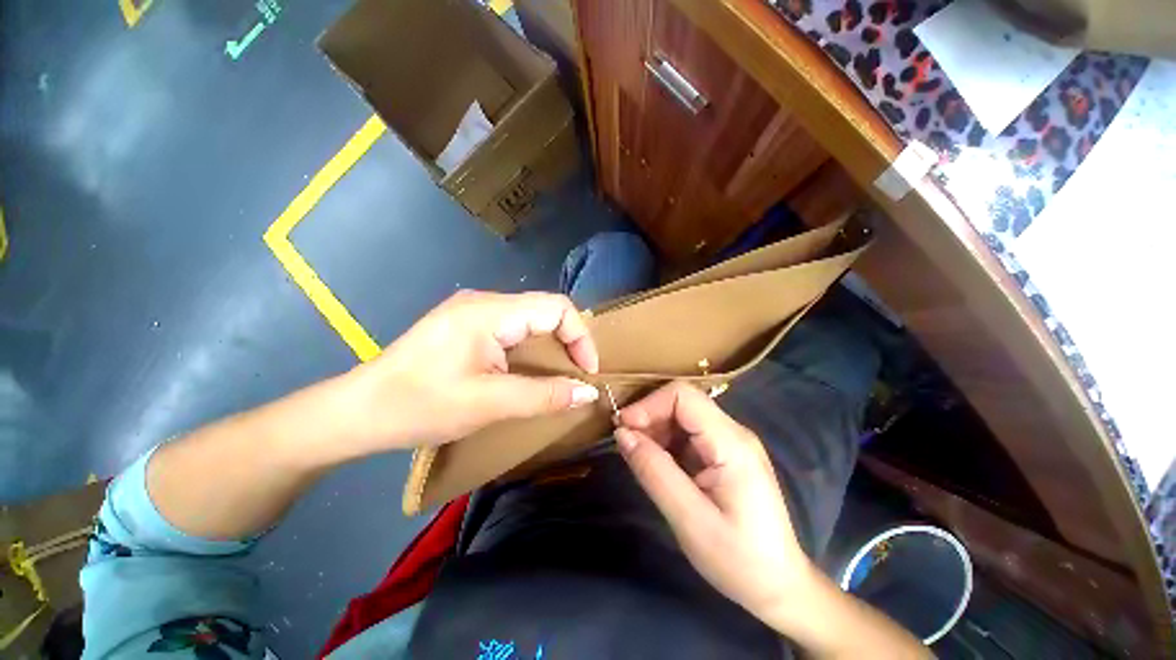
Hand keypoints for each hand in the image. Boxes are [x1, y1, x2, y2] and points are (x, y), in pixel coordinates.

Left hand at [343, 290, 599, 455]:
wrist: (358, 411)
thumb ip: (545, 396)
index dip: (581, 337)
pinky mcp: (466, 325)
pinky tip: (528, 369)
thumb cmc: (420, 405)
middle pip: (545, 310)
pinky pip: (512, 327)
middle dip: (568, 341)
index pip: (557, 308)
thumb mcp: (489, 404)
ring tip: (558, 374)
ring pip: (530, 318)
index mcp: (490, 311)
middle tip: (577, 374)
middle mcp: (484, 301)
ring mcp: (472, 311)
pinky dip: (530, 347)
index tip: (587, 372)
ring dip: (550, 345)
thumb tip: (589, 393)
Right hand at [615, 381, 815, 618]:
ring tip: (638, 456)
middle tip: (626, 444)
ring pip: (682, 416)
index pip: (684, 396)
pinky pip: (687, 434)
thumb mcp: (689, 520)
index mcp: (731, 442)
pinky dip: (665, 442)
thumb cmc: (738, 559)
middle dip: (649, 416)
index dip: (649, 404)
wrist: (779, 586)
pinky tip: (656, 463)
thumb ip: (654, 471)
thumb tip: (622, 433)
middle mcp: (732, 432)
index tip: (622, 428)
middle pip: (682, 402)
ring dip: (655, 429)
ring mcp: (730, 442)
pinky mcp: (723, 454)